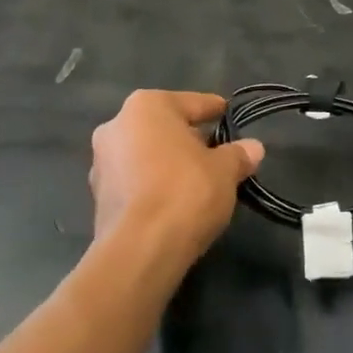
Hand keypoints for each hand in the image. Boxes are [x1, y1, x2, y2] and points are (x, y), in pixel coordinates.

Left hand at [89, 90, 263, 264]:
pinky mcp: (98, 196)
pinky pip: (134, 181)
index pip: (191, 103)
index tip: (227, 114)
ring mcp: (101, 162)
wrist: (140, 249)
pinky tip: (173, 201)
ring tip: (197, 180)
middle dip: (189, 139)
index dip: (214, 110)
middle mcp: (117, 125)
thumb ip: (238, 155)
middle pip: (164, 127)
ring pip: (146, 154)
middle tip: (216, 153)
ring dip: (168, 163)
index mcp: (146, 106)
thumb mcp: (224, 171)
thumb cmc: (185, 192)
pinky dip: (153, 185)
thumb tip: (254, 148)